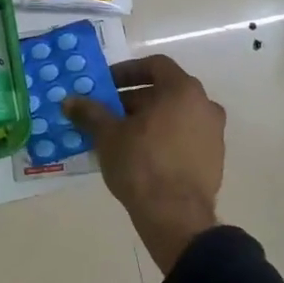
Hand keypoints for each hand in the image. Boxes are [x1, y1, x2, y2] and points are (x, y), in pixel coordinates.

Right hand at [62, 54, 225, 273]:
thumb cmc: (141, 164)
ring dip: (148, 120)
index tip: (106, 85)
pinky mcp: (214, 160)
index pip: (155, 65)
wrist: (176, 217)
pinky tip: (140, 156)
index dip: (127, 71)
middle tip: (107, 112)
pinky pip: (184, 138)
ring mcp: (214, 134)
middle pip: (165, 92)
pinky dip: (163, 138)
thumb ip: (90, 113)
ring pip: (175, 116)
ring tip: (120, 136)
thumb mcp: (108, 135)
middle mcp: (205, 106)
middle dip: (133, 99)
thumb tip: (69, 101)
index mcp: (183, 91)